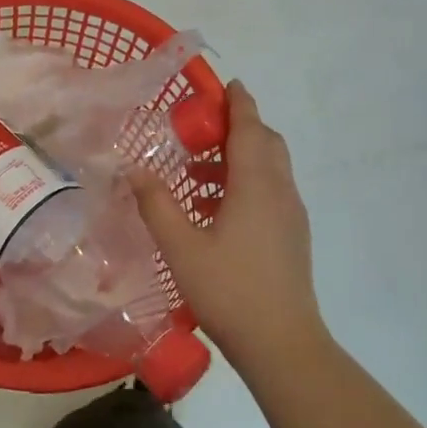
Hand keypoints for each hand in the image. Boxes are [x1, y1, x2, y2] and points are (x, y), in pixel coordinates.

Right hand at [131, 81, 326, 367]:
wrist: (281, 342)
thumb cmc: (229, 289)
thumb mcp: (180, 246)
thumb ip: (156, 204)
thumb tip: (134, 169)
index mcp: (256, 185)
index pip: (249, 128)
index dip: (238, 104)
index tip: (227, 85)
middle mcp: (280, 192)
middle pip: (266, 144)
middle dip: (239, 128)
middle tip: (202, 130)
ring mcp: (290, 216)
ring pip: (269, 170)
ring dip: (238, 159)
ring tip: (195, 173)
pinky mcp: (292, 237)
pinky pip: (270, 193)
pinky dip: (245, 184)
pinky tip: (213, 211)